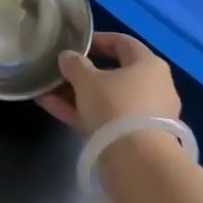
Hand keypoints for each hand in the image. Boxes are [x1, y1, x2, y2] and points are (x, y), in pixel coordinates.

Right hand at [38, 32, 180, 133]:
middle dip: (83, 72)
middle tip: (59, 71)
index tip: (74, 44)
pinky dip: (83, 113)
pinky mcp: (136, 139)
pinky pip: (106, 119)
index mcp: (149, 64)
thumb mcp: (88, 81)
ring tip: (47, 90)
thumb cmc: (115, 107)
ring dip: (78, 94)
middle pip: (114, 73)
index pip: (122, 42)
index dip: (97, 40)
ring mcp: (146, 115)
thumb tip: (67, 56)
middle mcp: (154, 87)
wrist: (137, 162)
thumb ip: (75, 64)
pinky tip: (53, 108)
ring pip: (108, 98)